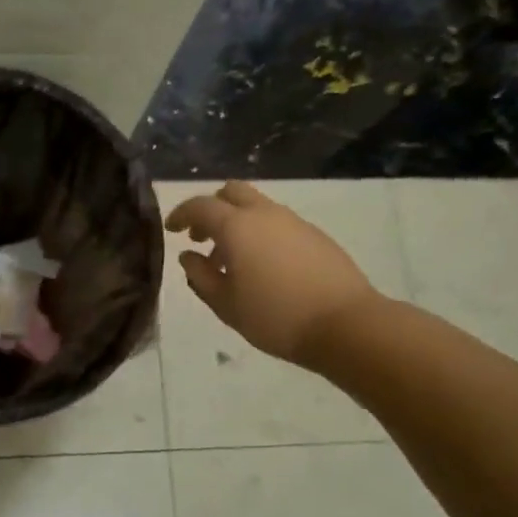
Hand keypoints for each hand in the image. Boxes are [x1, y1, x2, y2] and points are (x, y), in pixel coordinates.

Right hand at [165, 181, 381, 367]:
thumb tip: (189, 256)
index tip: (171, 229)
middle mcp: (264, 214)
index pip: (200, 206)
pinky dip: (261, 233)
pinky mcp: (316, 235)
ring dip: (237, 222)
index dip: (181, 214)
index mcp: (236, 226)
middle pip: (231, 192)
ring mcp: (294, 222)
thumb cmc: (275, 317)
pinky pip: (278, 222)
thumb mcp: (225, 304)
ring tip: (231, 259)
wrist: (346, 325)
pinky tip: (263, 266)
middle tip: (201, 236)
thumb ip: (200, 276)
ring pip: (257, 206)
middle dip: (211, 208)